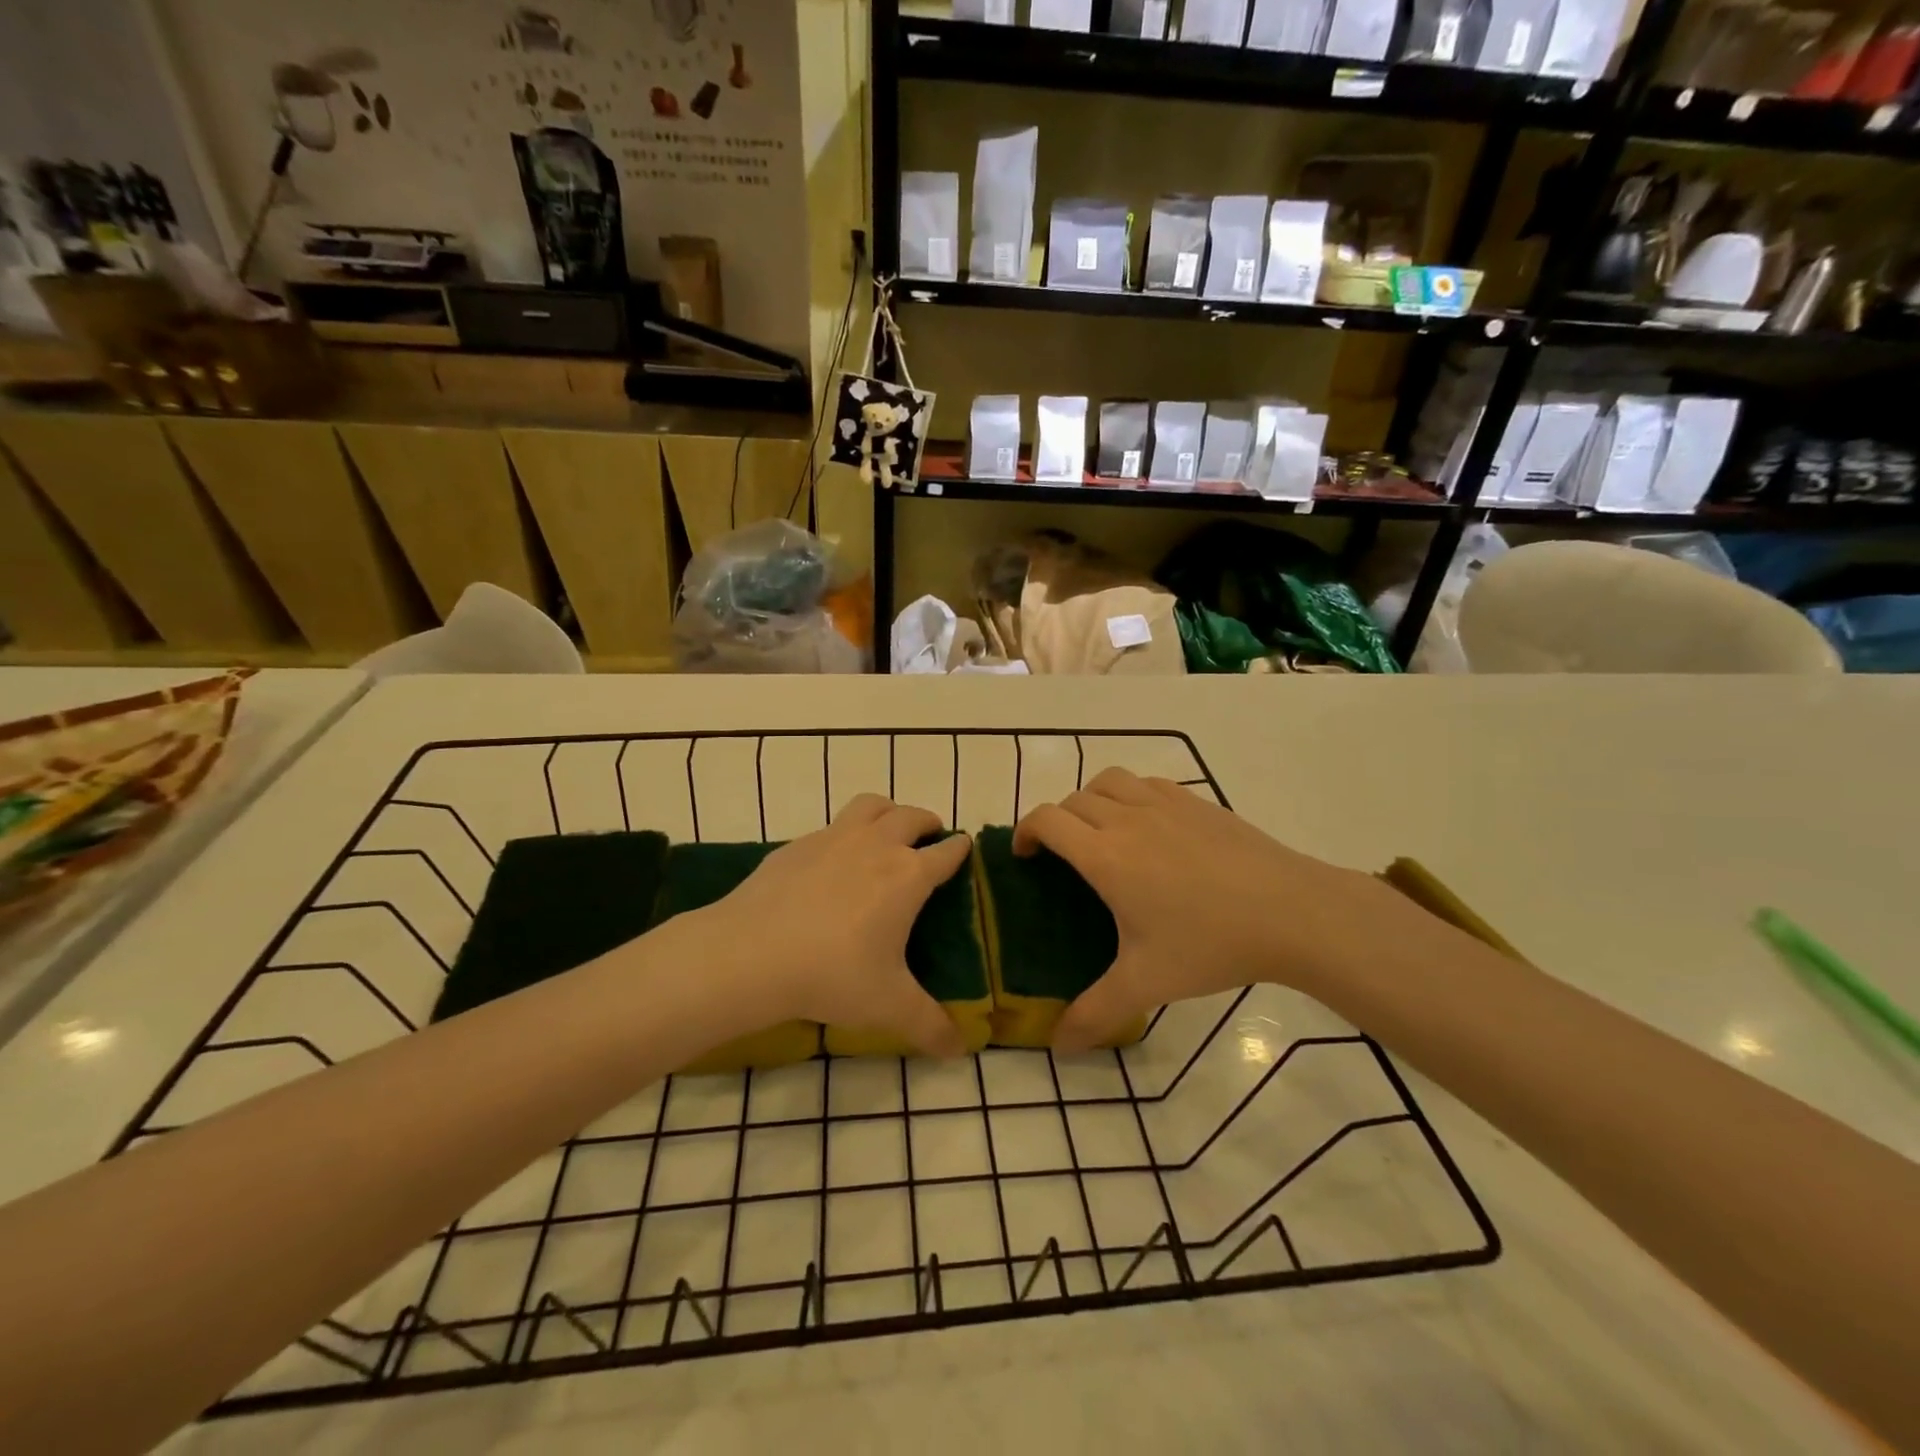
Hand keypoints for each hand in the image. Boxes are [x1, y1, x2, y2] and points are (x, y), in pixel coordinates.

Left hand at [694, 796, 971, 1056]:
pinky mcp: (797, 845)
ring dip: (888, 811)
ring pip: (871, 805)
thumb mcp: (888, 1006)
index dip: (959, 849)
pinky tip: (832, 862)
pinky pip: (831, 826)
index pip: (946, 853)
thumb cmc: (832, 974)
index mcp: (907, 876)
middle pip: (911, 816)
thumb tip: (960, 1050)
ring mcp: (834, 839)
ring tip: (888, 829)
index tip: (964, 847)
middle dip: (927, 822)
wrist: (751, 954)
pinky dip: (844, 833)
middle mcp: (876, 845)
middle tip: (930, 837)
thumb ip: (929, 1026)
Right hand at [1014, 768, 1420, 1051]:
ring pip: (1109, 780)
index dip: (1025, 831)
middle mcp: (1127, 818)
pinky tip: (1149, 827)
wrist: (1292, 912)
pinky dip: (1131, 795)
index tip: (1025, 856)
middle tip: (1063, 857)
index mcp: (1105, 855)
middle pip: (1073, 799)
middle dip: (1056, 822)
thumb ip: (1096, 1013)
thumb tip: (1058, 1046)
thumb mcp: (1147, 983)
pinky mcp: (1197, 801)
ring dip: (1091, 799)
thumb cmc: (1211, 944)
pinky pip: (1147, 783)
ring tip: (1100, 832)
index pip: (1046, 820)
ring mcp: (1165, 803)